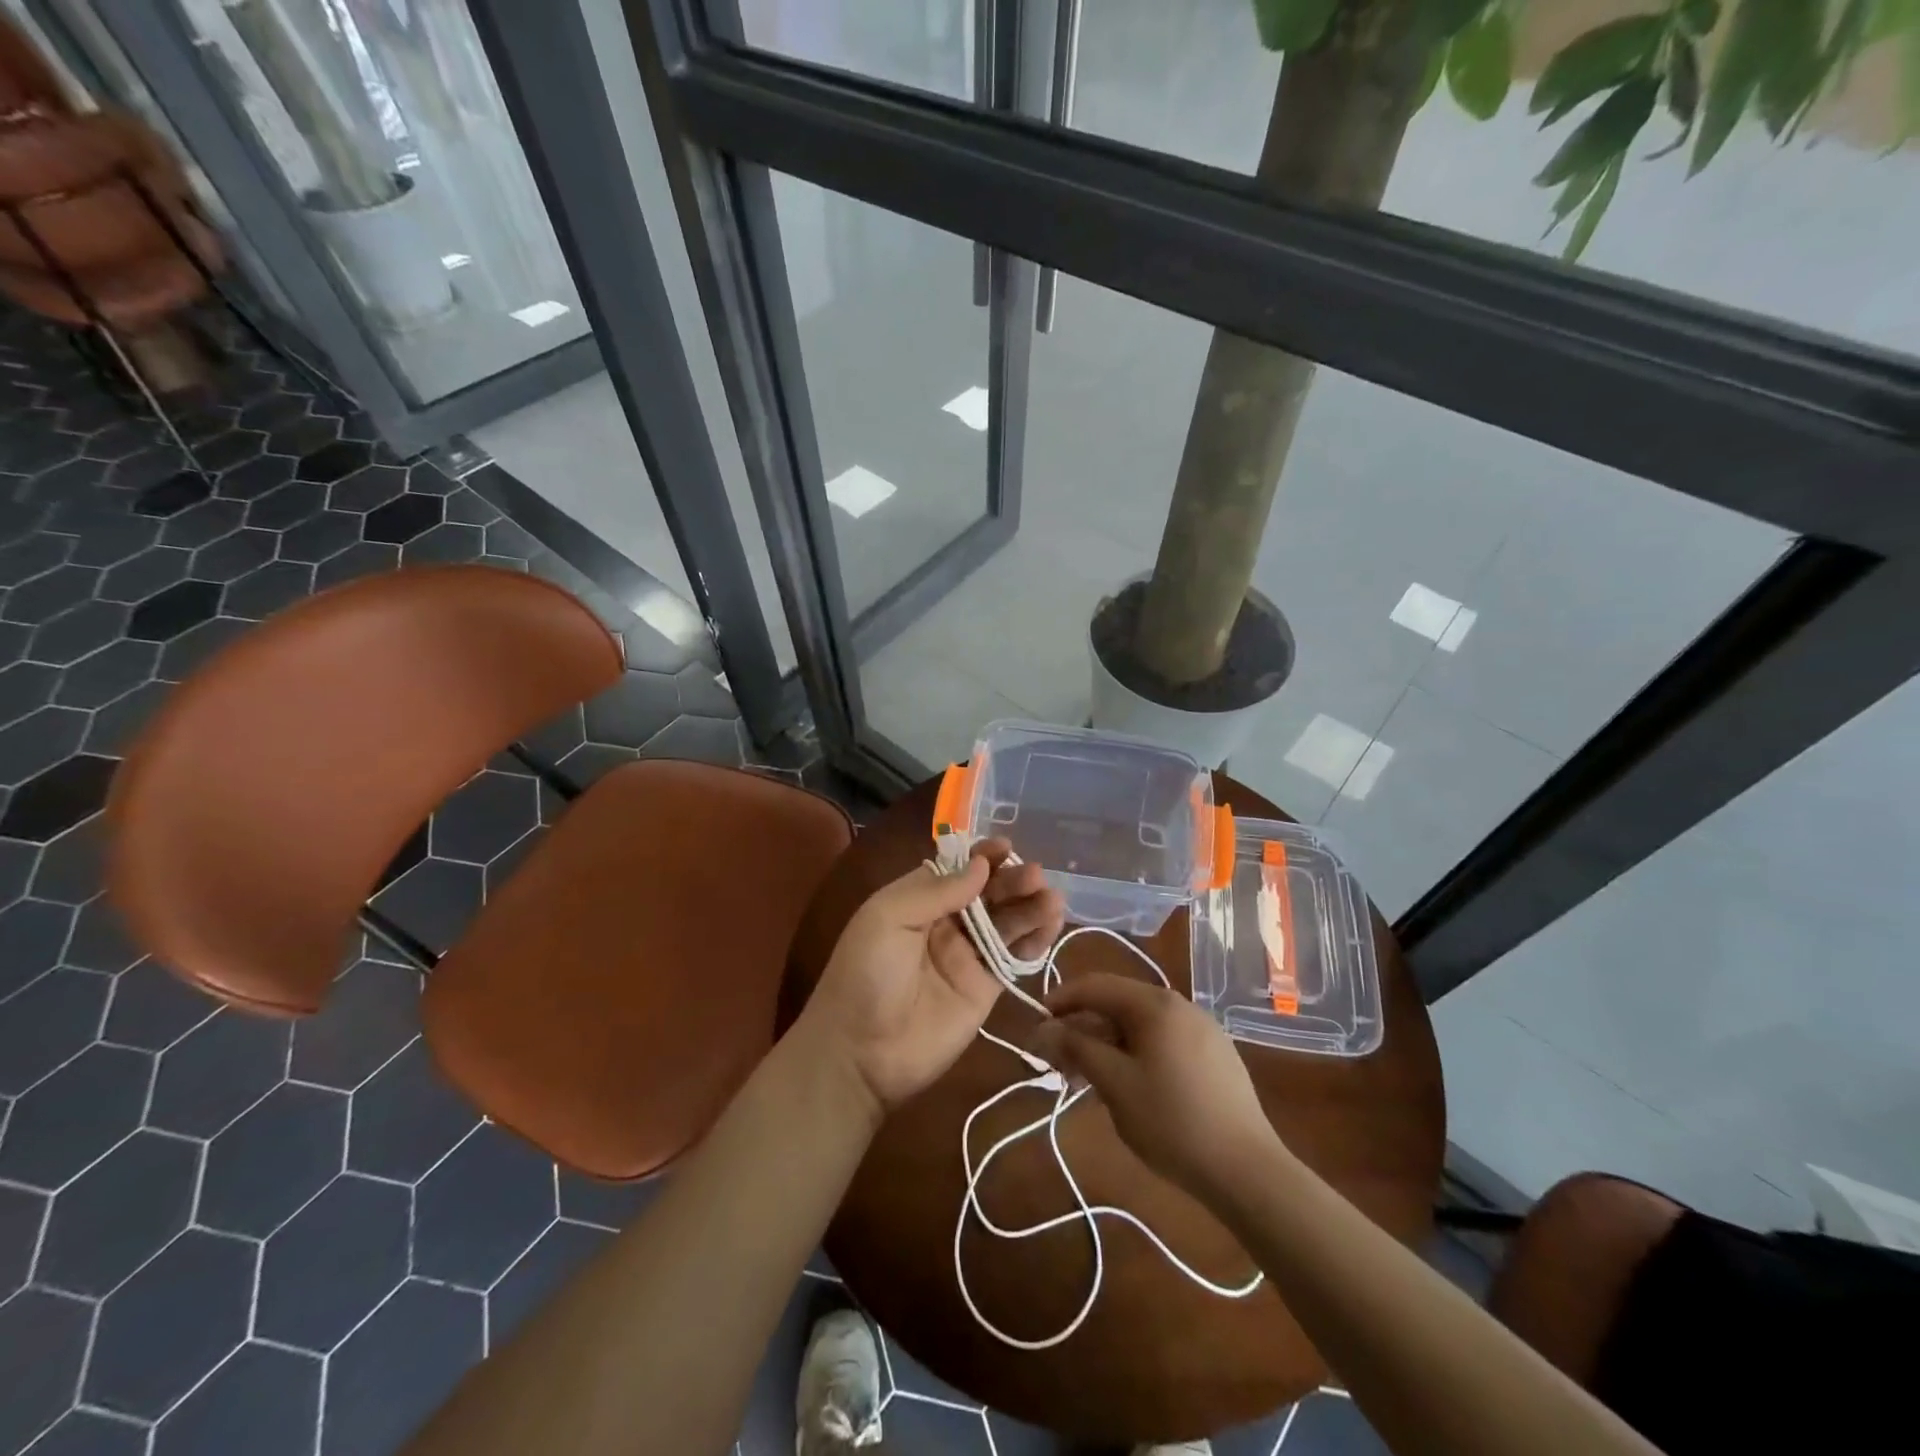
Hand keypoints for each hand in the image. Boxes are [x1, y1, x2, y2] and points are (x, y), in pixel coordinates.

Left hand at [799, 839, 1065, 1114]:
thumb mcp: (887, 919)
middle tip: (1035, 875)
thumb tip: (980, 865)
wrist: (861, 1053)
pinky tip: (1052, 923)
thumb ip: (936, 891)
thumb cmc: (865, 974)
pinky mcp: (986, 988)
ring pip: (1006, 922)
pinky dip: (1035, 940)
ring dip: (1029, 906)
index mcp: (917, 900)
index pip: (956, 870)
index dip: (982, 857)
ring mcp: (967, 956)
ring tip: (1051, 897)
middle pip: (987, 893)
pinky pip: (1014, 957)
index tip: (1006, 847)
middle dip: (1011, 881)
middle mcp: (945, 923)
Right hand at [1028, 973, 1279, 1204]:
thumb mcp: (1115, 1084)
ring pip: (1140, 1024)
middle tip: (1056, 1060)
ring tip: (1085, 1077)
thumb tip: (1043, 1028)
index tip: (1036, 1025)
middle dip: (1082, 1026)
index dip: (1061, 1000)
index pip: (1095, 985)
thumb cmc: (1172, 1121)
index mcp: (1155, 1003)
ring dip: (1106, 1042)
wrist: (1247, 1170)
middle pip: (1118, 1003)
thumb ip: (1076, 1048)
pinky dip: (1134, 1052)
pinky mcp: (1214, 1055)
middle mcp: (1179, 1005)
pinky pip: (1162, 1040)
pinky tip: (1126, 1085)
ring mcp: (1201, 1029)